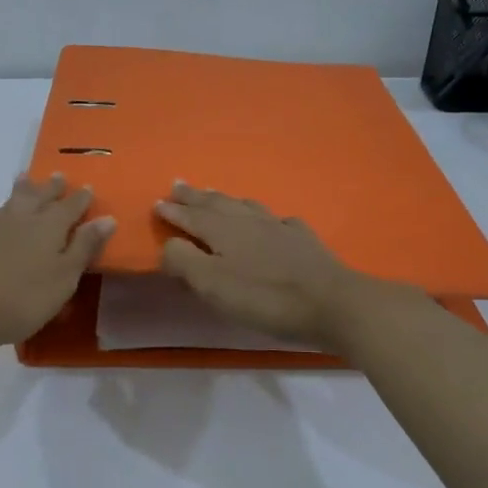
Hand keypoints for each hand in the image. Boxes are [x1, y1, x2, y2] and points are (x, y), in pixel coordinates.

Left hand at [0, 174, 115, 349]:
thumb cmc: (22, 296)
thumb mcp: (64, 277)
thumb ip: (84, 247)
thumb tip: (107, 218)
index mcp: (50, 226)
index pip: (70, 207)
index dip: (80, 199)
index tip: (89, 188)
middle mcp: (23, 220)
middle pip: (40, 197)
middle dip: (52, 188)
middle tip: (59, 176)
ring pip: (15, 201)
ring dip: (25, 189)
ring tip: (28, 180)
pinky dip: (7, 207)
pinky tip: (3, 213)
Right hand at [155, 182, 376, 347]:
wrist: (330, 302)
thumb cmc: (264, 297)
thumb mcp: (212, 285)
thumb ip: (184, 261)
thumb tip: (169, 243)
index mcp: (222, 231)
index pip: (191, 216)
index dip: (173, 211)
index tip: (157, 202)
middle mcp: (248, 221)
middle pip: (216, 204)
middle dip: (195, 196)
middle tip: (179, 184)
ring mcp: (279, 227)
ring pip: (246, 206)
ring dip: (225, 200)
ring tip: (215, 195)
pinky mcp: (303, 240)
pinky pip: (278, 220)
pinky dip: (265, 217)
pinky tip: (271, 222)